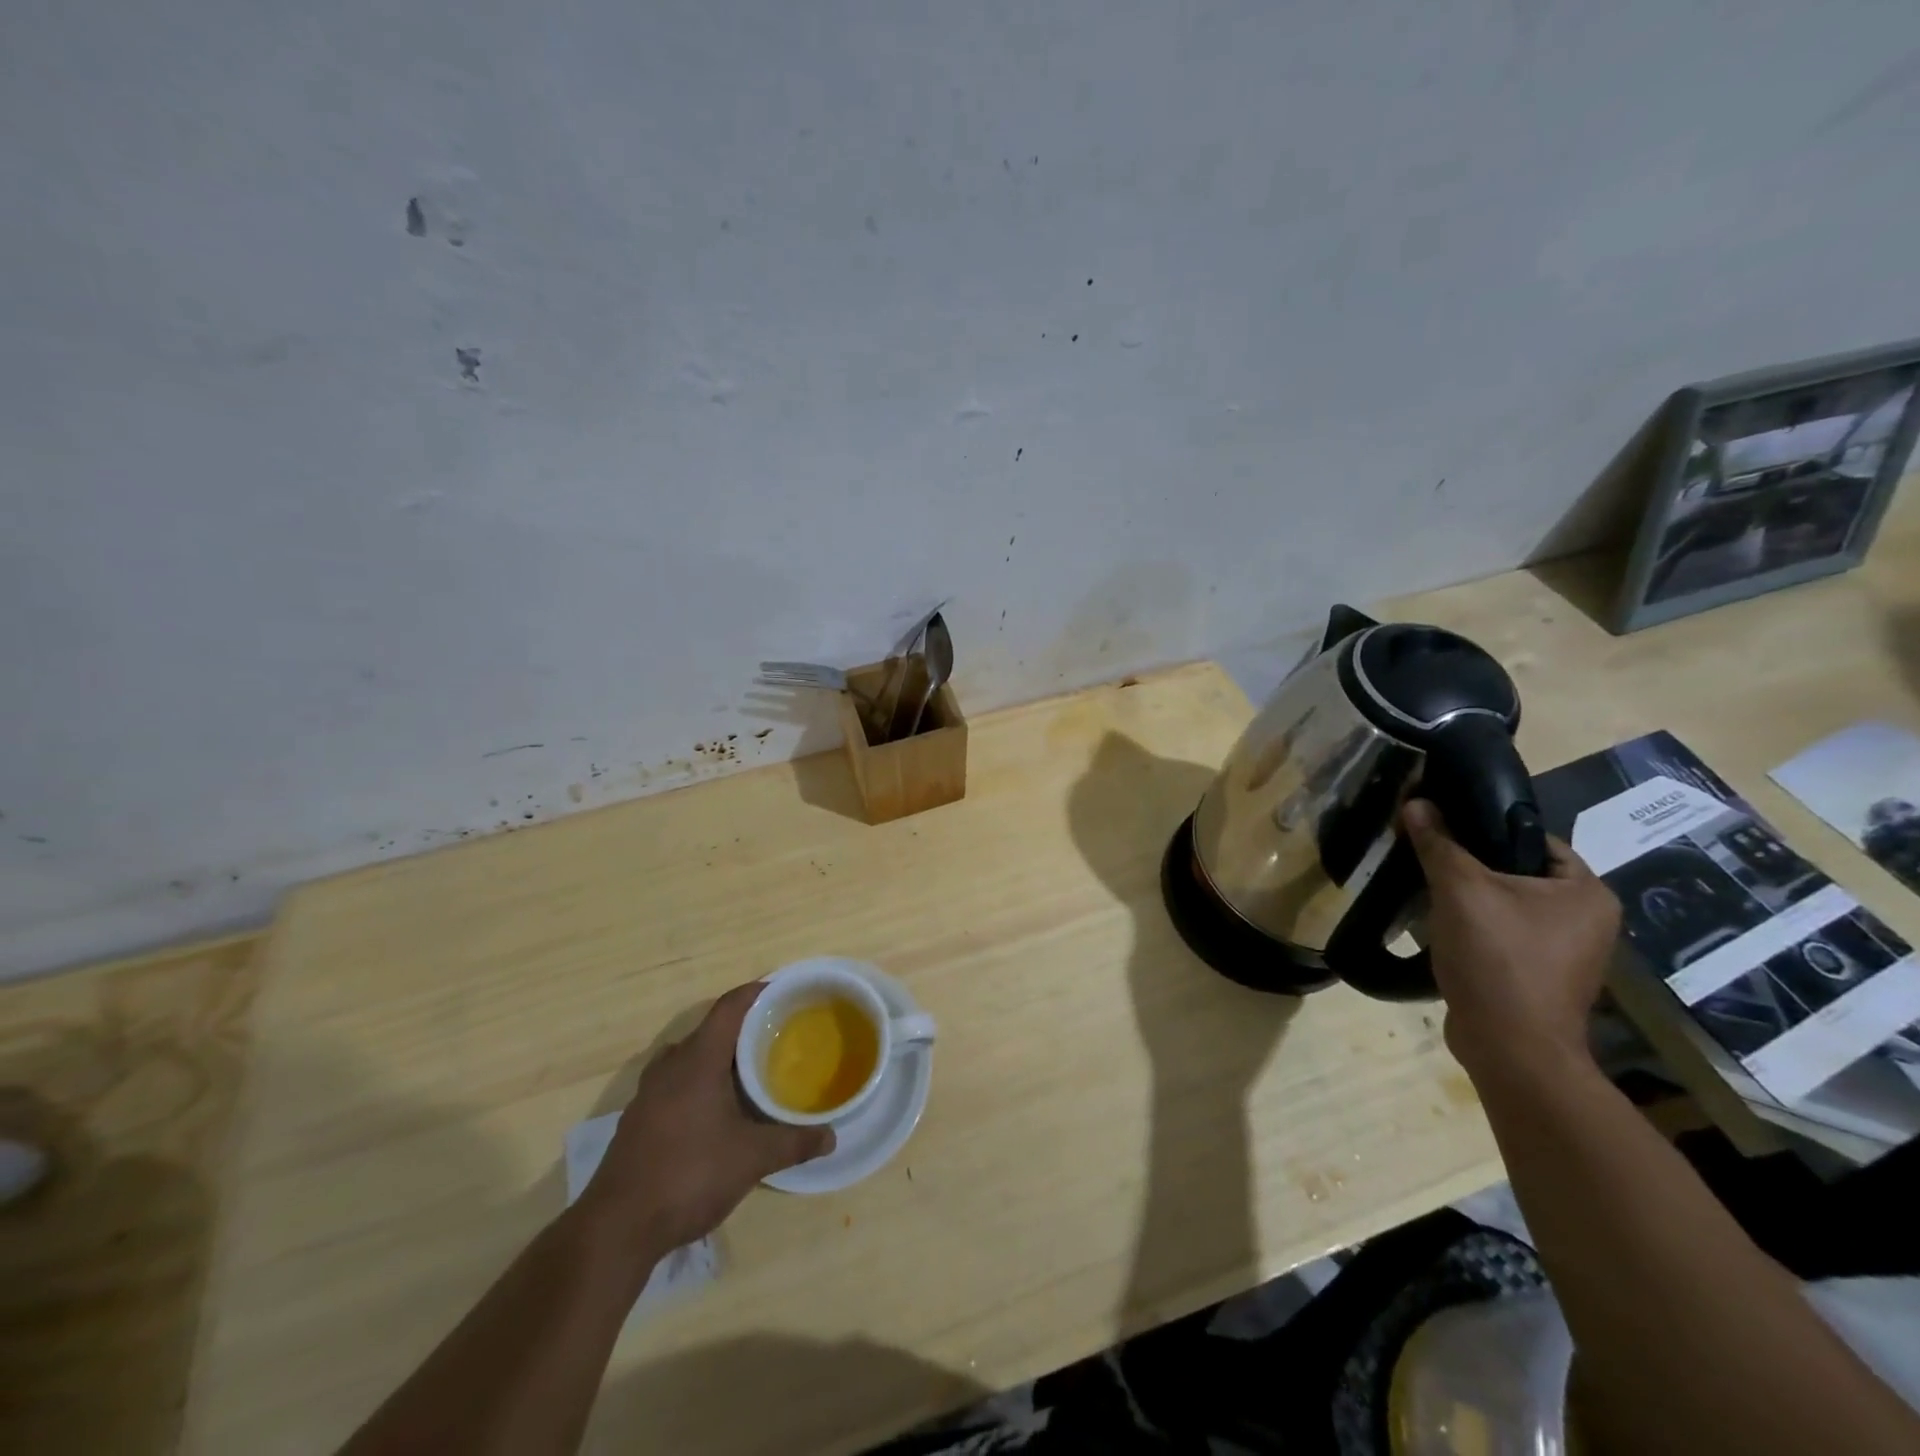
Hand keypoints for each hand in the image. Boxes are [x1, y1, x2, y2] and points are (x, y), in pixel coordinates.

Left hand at [576, 982, 833, 1255]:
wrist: (617, 1229)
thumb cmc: (688, 1175)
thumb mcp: (752, 1159)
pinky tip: (717, 1112)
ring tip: (750, 1072)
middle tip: (778, 1036)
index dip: (756, 993)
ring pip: (690, 1059)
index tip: (783, 992)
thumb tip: (831, 1137)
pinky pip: (675, 1084)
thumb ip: (793, 1142)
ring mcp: (648, 1094)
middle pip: (710, 1031)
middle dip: (743, 1029)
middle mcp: (670, 1066)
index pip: (729, 1007)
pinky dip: (699, 1084)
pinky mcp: (638, 1121)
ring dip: (718, 1058)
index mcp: (698, 1059)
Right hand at [1401, 799, 1620, 1081]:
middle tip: (1427, 855)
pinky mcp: (1539, 976)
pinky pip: (1503, 934)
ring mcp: (1566, 952)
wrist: (1510, 1047)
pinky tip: (1441, 925)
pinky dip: (1473, 926)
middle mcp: (1587, 920)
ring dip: (1468, 897)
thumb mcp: (1460, 889)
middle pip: (1517, 871)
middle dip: (1470, 864)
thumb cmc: (1498, 958)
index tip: (1442, 826)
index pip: (1532, 838)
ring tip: (1427, 888)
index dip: (1484, 827)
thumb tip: (1416, 802)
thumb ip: (1438, 842)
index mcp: (1587, 892)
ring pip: (1506, 905)